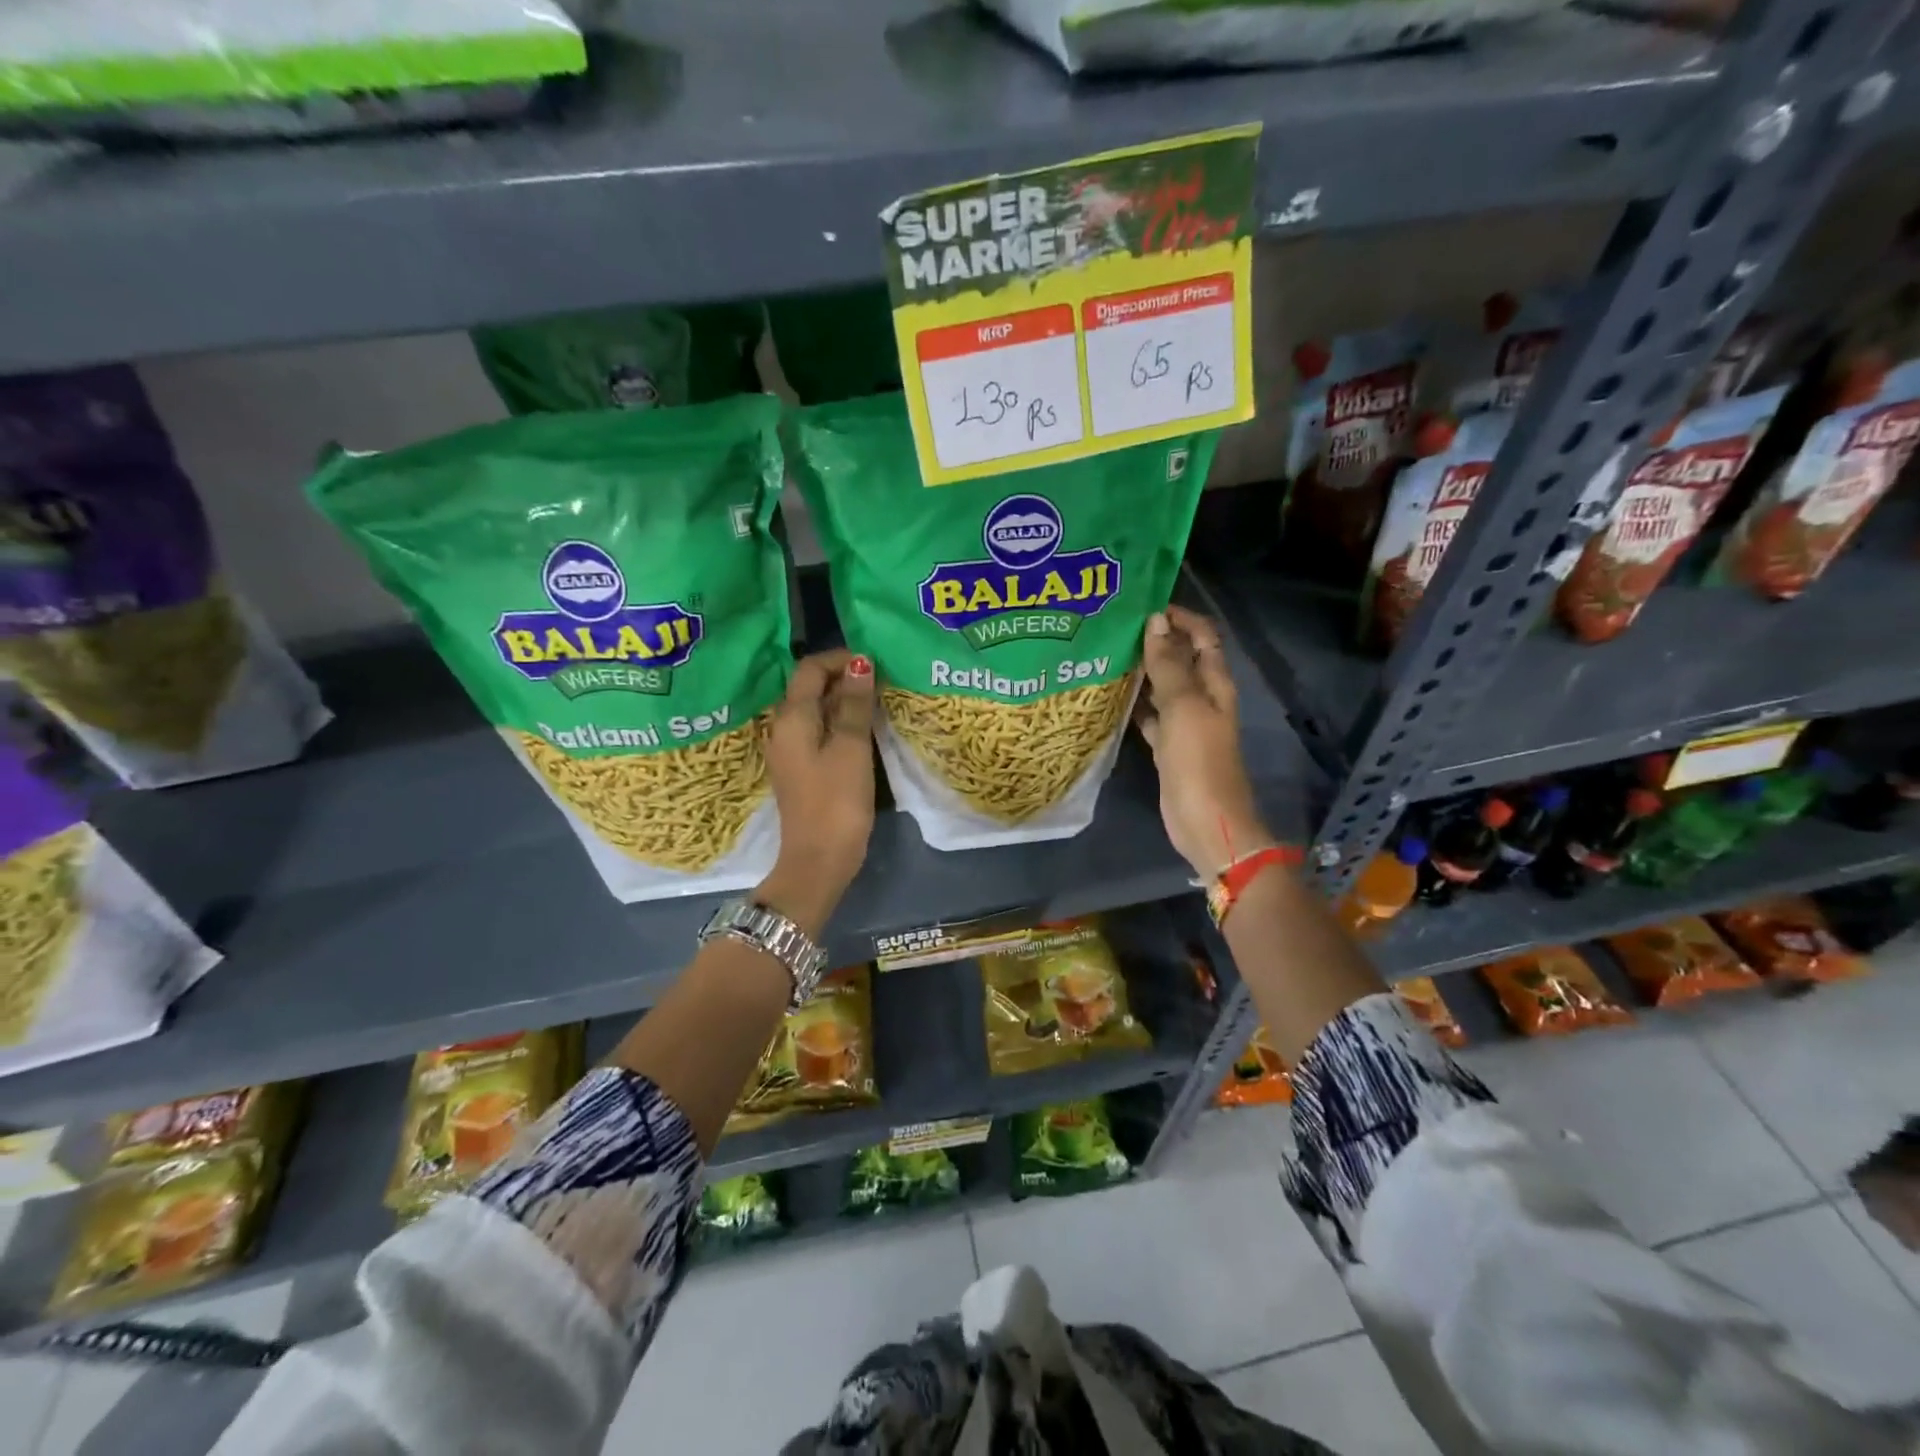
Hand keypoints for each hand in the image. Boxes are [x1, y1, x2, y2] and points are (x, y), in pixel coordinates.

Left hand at [759, 649, 876, 929]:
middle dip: (844, 679)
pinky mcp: (800, 769)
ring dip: (844, 702)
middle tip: (882, 683)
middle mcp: (782, 728)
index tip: (874, 664)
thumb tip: (859, 663)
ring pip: (815, 710)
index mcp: (790, 718)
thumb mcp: (851, 747)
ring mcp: (789, 750)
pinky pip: (818, 732)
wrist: (818, 861)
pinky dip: (839, 724)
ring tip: (878, 703)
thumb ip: (854, 704)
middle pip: (809, 688)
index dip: (840, 659)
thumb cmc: (836, 801)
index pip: (809, 669)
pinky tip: (864, 731)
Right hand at [1134, 607, 1268, 879]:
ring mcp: (1185, 723)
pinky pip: (1151, 716)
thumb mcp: (1183, 708)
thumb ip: (1168, 665)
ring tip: (1105, 654)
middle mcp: (1202, 698)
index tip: (1143, 605)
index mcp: (1215, 683)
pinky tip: (1110, 696)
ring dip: (1142, 671)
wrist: (1206, 823)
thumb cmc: (1198, 762)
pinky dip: (1135, 705)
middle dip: (1155, 640)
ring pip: (1163, 687)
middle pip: (1181, 659)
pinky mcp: (1169, 746)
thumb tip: (1156, 621)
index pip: (1203, 636)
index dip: (1180, 617)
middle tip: (1114, 626)